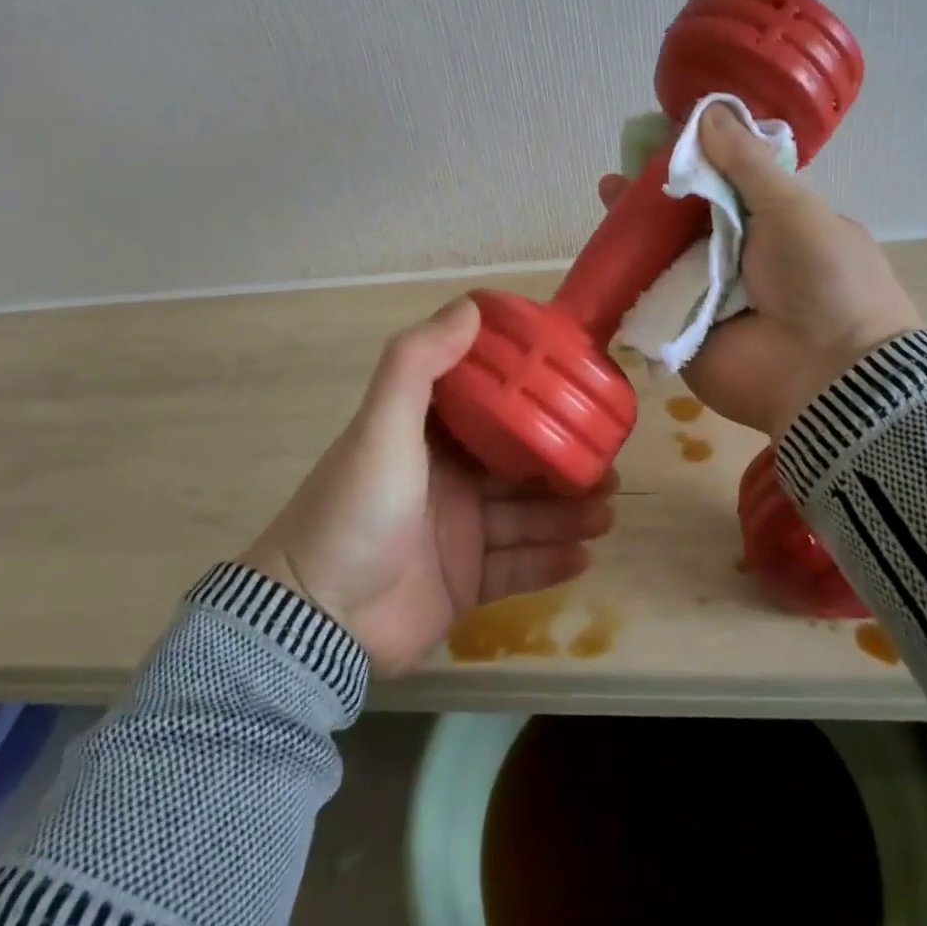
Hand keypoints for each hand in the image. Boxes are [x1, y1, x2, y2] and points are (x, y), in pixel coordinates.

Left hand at [239, 298, 615, 675]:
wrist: (317, 620)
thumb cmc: (357, 508)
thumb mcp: (382, 425)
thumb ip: (419, 362)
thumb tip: (470, 305)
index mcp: (428, 437)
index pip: (491, 408)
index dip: (533, 399)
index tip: (578, 392)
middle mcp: (446, 479)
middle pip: (518, 466)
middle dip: (564, 464)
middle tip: (609, 466)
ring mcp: (457, 533)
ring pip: (525, 516)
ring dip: (568, 513)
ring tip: (609, 511)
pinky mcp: (464, 583)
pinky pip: (517, 567)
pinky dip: (550, 561)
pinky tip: (585, 556)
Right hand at [599, 104, 922, 437]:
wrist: (826, 374)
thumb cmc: (821, 278)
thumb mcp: (792, 206)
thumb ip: (746, 162)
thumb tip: (710, 111)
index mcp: (775, 226)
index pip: (725, 187)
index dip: (693, 164)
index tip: (659, 143)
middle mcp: (741, 259)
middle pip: (687, 220)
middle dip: (654, 197)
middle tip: (620, 176)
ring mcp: (710, 297)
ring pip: (665, 256)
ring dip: (636, 231)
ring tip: (606, 197)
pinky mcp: (684, 332)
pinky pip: (650, 299)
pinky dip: (627, 278)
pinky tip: (602, 253)